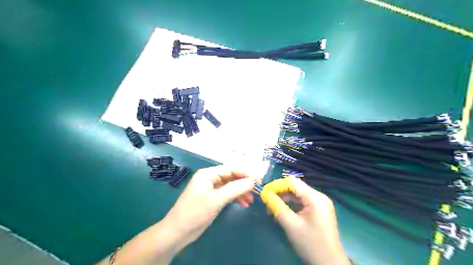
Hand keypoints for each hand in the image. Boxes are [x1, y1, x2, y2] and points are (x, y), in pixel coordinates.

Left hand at [165, 165, 257, 248]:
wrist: (178, 232)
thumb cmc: (196, 212)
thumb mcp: (217, 200)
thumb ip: (235, 188)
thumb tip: (252, 180)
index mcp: (208, 174)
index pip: (231, 168)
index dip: (245, 173)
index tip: (258, 181)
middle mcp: (210, 178)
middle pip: (231, 177)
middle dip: (244, 184)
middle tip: (256, 192)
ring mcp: (210, 188)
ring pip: (230, 186)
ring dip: (241, 192)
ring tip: (250, 201)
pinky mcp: (211, 198)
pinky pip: (226, 194)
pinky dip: (235, 198)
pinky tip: (243, 204)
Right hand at [260, 178, 348, 264]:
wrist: (329, 264)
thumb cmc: (310, 243)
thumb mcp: (290, 224)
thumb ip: (276, 206)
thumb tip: (264, 194)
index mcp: (315, 197)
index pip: (292, 182)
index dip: (277, 185)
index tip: (264, 192)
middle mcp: (319, 196)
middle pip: (295, 188)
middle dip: (280, 193)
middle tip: (266, 201)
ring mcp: (320, 203)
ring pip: (298, 195)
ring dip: (284, 200)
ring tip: (271, 207)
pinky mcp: (319, 210)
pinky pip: (302, 203)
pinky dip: (291, 205)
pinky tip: (281, 211)